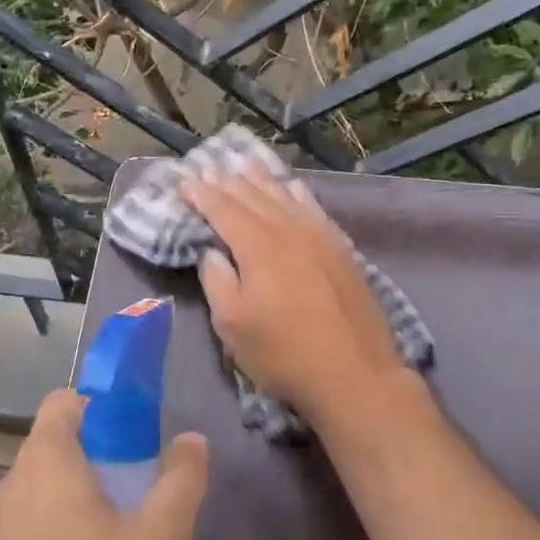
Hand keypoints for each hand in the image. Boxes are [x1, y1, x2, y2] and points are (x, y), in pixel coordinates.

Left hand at [0, 389, 209, 539]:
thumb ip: (182, 481)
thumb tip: (191, 439)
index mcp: (45, 467)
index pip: (62, 404)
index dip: (94, 410)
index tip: (122, 440)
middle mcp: (0, 494)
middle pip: (42, 460)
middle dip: (79, 474)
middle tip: (117, 515)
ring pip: (19, 512)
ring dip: (48, 523)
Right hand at [181, 165, 410, 425]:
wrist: (355, 373)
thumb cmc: (283, 353)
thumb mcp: (233, 325)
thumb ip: (217, 280)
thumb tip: (211, 251)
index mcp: (258, 246)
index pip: (223, 210)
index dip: (201, 194)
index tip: (184, 181)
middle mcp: (288, 230)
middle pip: (253, 196)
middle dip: (227, 182)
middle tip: (207, 168)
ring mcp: (319, 236)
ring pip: (284, 197)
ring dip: (260, 180)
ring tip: (243, 166)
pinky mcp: (341, 248)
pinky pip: (313, 208)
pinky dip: (297, 193)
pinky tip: (292, 187)